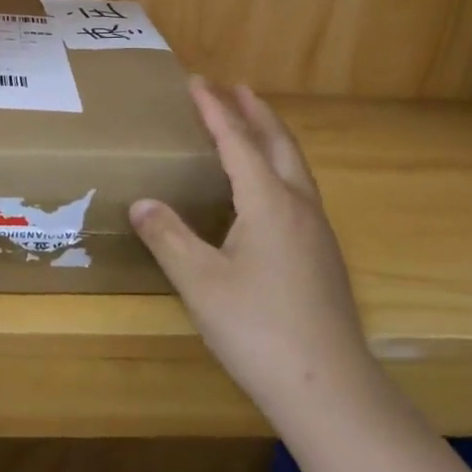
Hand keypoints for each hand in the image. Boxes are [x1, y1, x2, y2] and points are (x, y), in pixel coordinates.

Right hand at [130, 80, 380, 429]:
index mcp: (269, 203)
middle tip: (235, 87)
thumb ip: (168, 237)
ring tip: (253, 125)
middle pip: (279, 144)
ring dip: (272, 137)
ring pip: (295, 167)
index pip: (238, 142)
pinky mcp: (324, 256)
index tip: (198, 81)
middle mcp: (299, 206)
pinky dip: (280, 167)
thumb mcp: (200, 282)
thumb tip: (141, 202)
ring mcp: (318, 232)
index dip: (215, 110)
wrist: (330, 390)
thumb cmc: (259, 330)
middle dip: (255, 112)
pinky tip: (269, 190)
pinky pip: (300, 190)